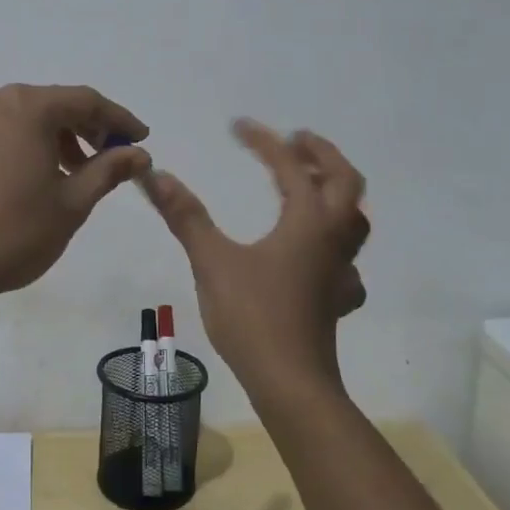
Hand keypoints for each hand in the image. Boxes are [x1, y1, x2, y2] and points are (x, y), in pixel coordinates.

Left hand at [0, 84, 149, 309]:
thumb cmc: (13, 232)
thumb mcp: (72, 203)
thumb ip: (109, 169)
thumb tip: (139, 153)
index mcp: (28, 107)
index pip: (86, 101)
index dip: (119, 119)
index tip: (143, 139)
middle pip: (56, 104)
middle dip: (89, 128)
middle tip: (114, 157)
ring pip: (29, 117)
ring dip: (60, 138)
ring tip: (79, 173)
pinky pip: (5, 130)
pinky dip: (31, 144)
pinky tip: (42, 176)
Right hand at [144, 119, 369, 393]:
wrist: (291, 383)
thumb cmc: (253, 316)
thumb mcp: (212, 261)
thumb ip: (185, 216)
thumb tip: (155, 175)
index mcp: (307, 221)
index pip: (290, 166)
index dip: (264, 142)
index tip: (239, 126)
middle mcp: (332, 238)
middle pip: (345, 181)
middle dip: (321, 154)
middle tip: (296, 140)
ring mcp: (341, 270)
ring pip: (354, 218)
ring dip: (336, 192)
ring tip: (309, 184)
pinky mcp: (338, 298)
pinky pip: (347, 260)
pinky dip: (335, 243)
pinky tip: (314, 255)